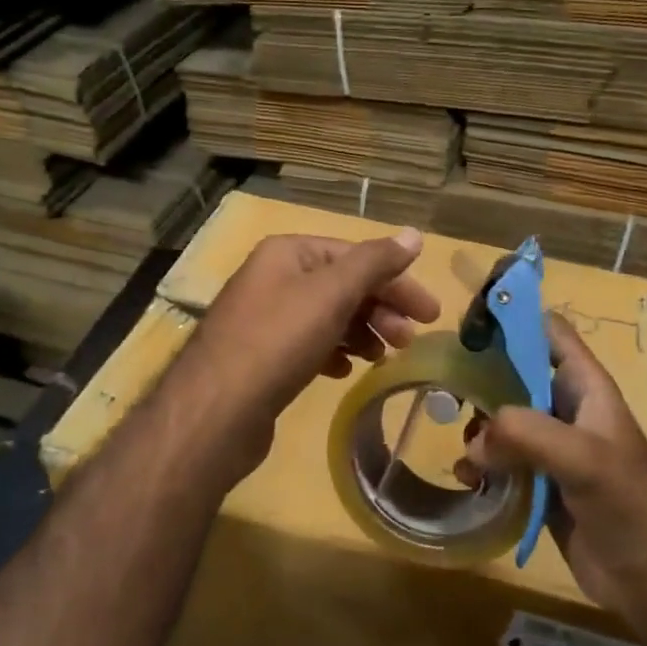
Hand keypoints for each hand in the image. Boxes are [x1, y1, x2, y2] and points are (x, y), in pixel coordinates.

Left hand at [172, 229, 440, 481]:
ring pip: (326, 317)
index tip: (430, 313)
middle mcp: (273, 278)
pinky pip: (307, 345)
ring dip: (361, 332)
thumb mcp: (332, 293)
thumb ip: (375, 262)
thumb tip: (414, 234)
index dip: (396, 280)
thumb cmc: (278, 341)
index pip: (355, 255)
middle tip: (409, 341)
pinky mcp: (260, 356)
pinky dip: (332, 352)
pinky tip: (344, 371)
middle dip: (380, 310)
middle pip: (341, 285)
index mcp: (288, 253)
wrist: (216, 410)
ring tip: (381, 357)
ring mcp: (264, 318)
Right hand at [463, 313, 646, 618]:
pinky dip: (479, 466)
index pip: (549, 333)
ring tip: (464, 451)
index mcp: (584, 386)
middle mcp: (565, 409)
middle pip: (514, 375)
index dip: (514, 320)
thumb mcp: (583, 457)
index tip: (469, 323)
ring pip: (502, 421)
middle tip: (445, 392)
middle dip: (481, 380)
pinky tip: (469, 480)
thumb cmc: (629, 504)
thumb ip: (527, 433)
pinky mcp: (538, 483)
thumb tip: (475, 441)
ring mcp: (550, 448)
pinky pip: (499, 462)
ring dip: (477, 431)